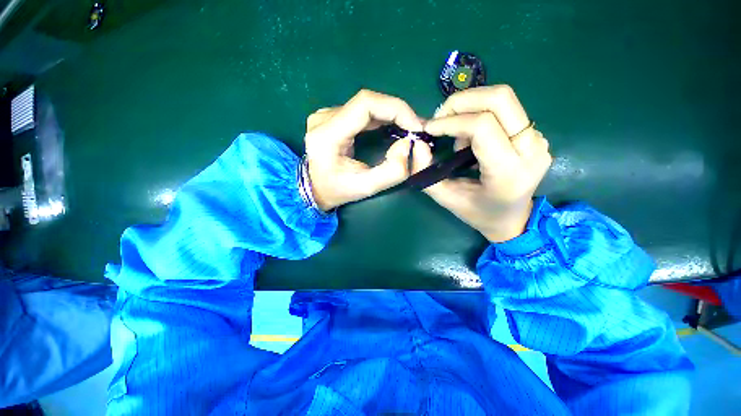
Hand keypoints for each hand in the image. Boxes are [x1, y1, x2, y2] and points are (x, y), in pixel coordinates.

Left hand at [304, 89, 422, 210]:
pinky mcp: (331, 117)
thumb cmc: (337, 191)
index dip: (396, 109)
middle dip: (397, 112)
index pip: (365, 104)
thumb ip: (392, 171)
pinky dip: (381, 117)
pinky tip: (392, 126)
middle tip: (415, 129)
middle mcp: (324, 118)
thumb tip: (408, 144)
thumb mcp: (366, 188)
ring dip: (390, 114)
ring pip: (366, 105)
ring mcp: (326, 115)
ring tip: (408, 128)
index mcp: (327, 134)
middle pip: (367, 101)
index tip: (415, 126)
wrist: (314, 189)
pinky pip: (361, 111)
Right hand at [411, 86, 551, 241]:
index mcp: (508, 172)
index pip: (482, 126)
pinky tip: (469, 135)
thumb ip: (426, 172)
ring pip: (504, 99)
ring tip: (455, 132)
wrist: (513, 219)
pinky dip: (480, 113)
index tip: (430, 128)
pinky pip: (506, 109)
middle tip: (440, 117)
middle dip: (462, 100)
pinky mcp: (535, 135)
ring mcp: (538, 139)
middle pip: (500, 99)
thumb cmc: (478, 213)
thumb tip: (418, 144)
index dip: (451, 121)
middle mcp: (531, 150)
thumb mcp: (446, 198)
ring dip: (470, 106)